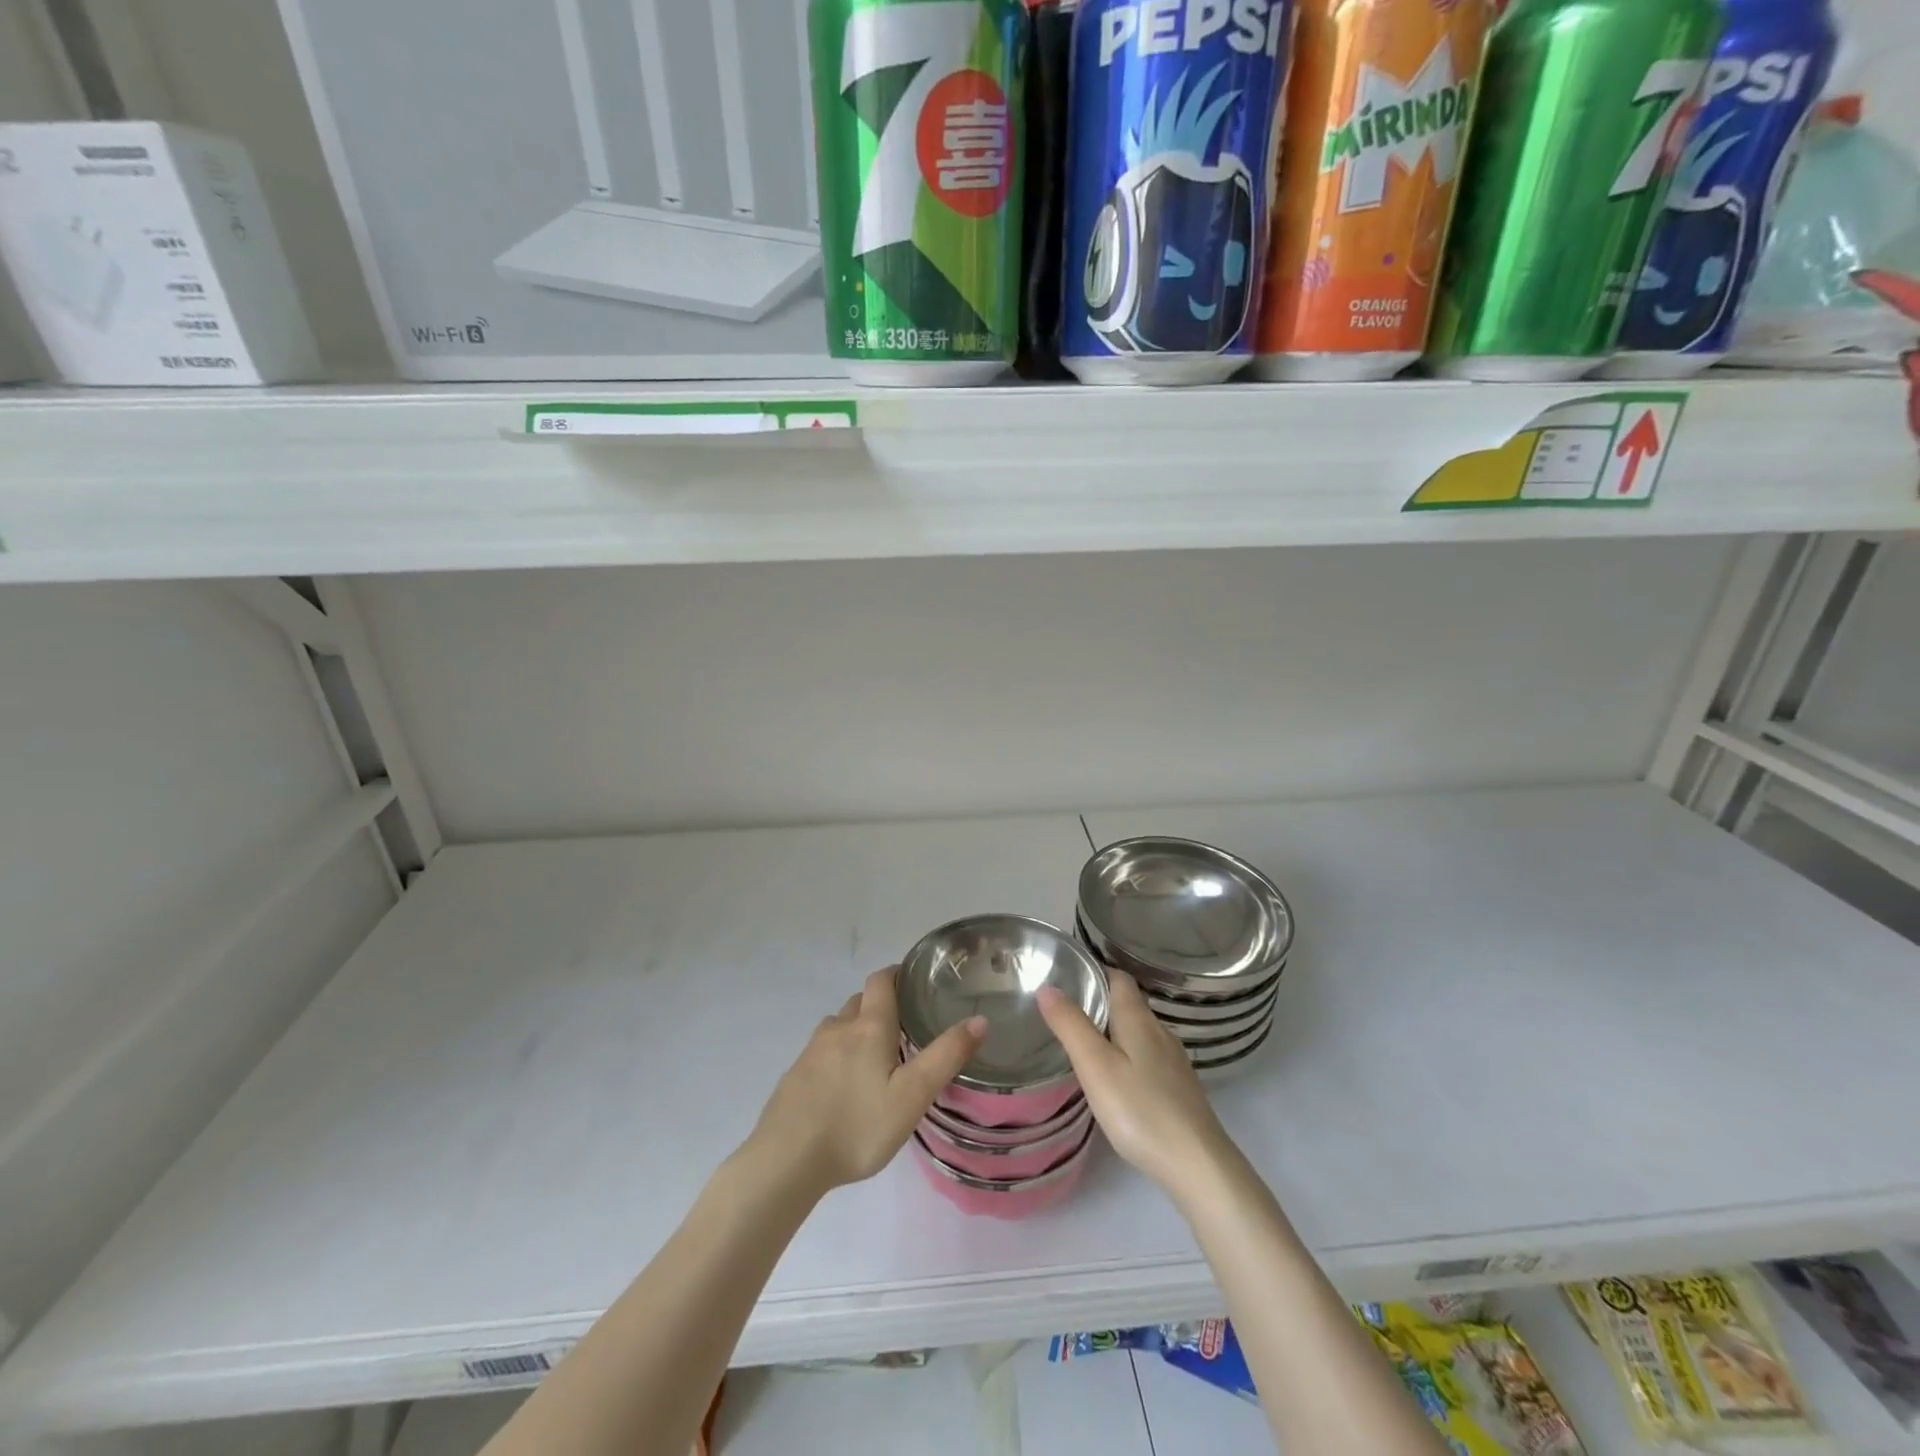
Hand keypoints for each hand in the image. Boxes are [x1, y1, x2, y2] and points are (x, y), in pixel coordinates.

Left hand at [743, 967, 986, 1196]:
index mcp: (869, 1026)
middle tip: (906, 1028)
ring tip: (879, 1059)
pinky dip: (839, 1057)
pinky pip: (823, 1053)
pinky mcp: (795, 1076)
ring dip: (859, 1031)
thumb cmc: (857, 1126)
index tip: (915, 982)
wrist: (785, 1162)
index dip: (897, 974)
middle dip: (882, 1006)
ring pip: (840, 1027)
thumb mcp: (912, 1095)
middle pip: (861, 1002)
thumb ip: (946, 1056)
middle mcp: (838, 1028)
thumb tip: (979, 1019)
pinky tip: (846, 1089)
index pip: (881, 980)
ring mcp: (811, 1051)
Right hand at [1039, 970, 1233, 1192]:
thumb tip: (1047, 987)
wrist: (1197, 1164)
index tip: (1067, 975)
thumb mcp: (1095, 1066)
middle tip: (1064, 1010)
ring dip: (1113, 1029)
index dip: (1095, 970)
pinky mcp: (1179, 1087)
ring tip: (1083, 1042)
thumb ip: (1071, 1025)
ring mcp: (1173, 1060)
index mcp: (1138, 1019)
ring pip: (1139, 1030)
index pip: (1118, 977)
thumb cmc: (1140, 1109)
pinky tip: (1115, 1077)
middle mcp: (1159, 1031)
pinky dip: (1127, 1054)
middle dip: (1100, 1000)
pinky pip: (1147, 1055)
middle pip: (1129, 1002)